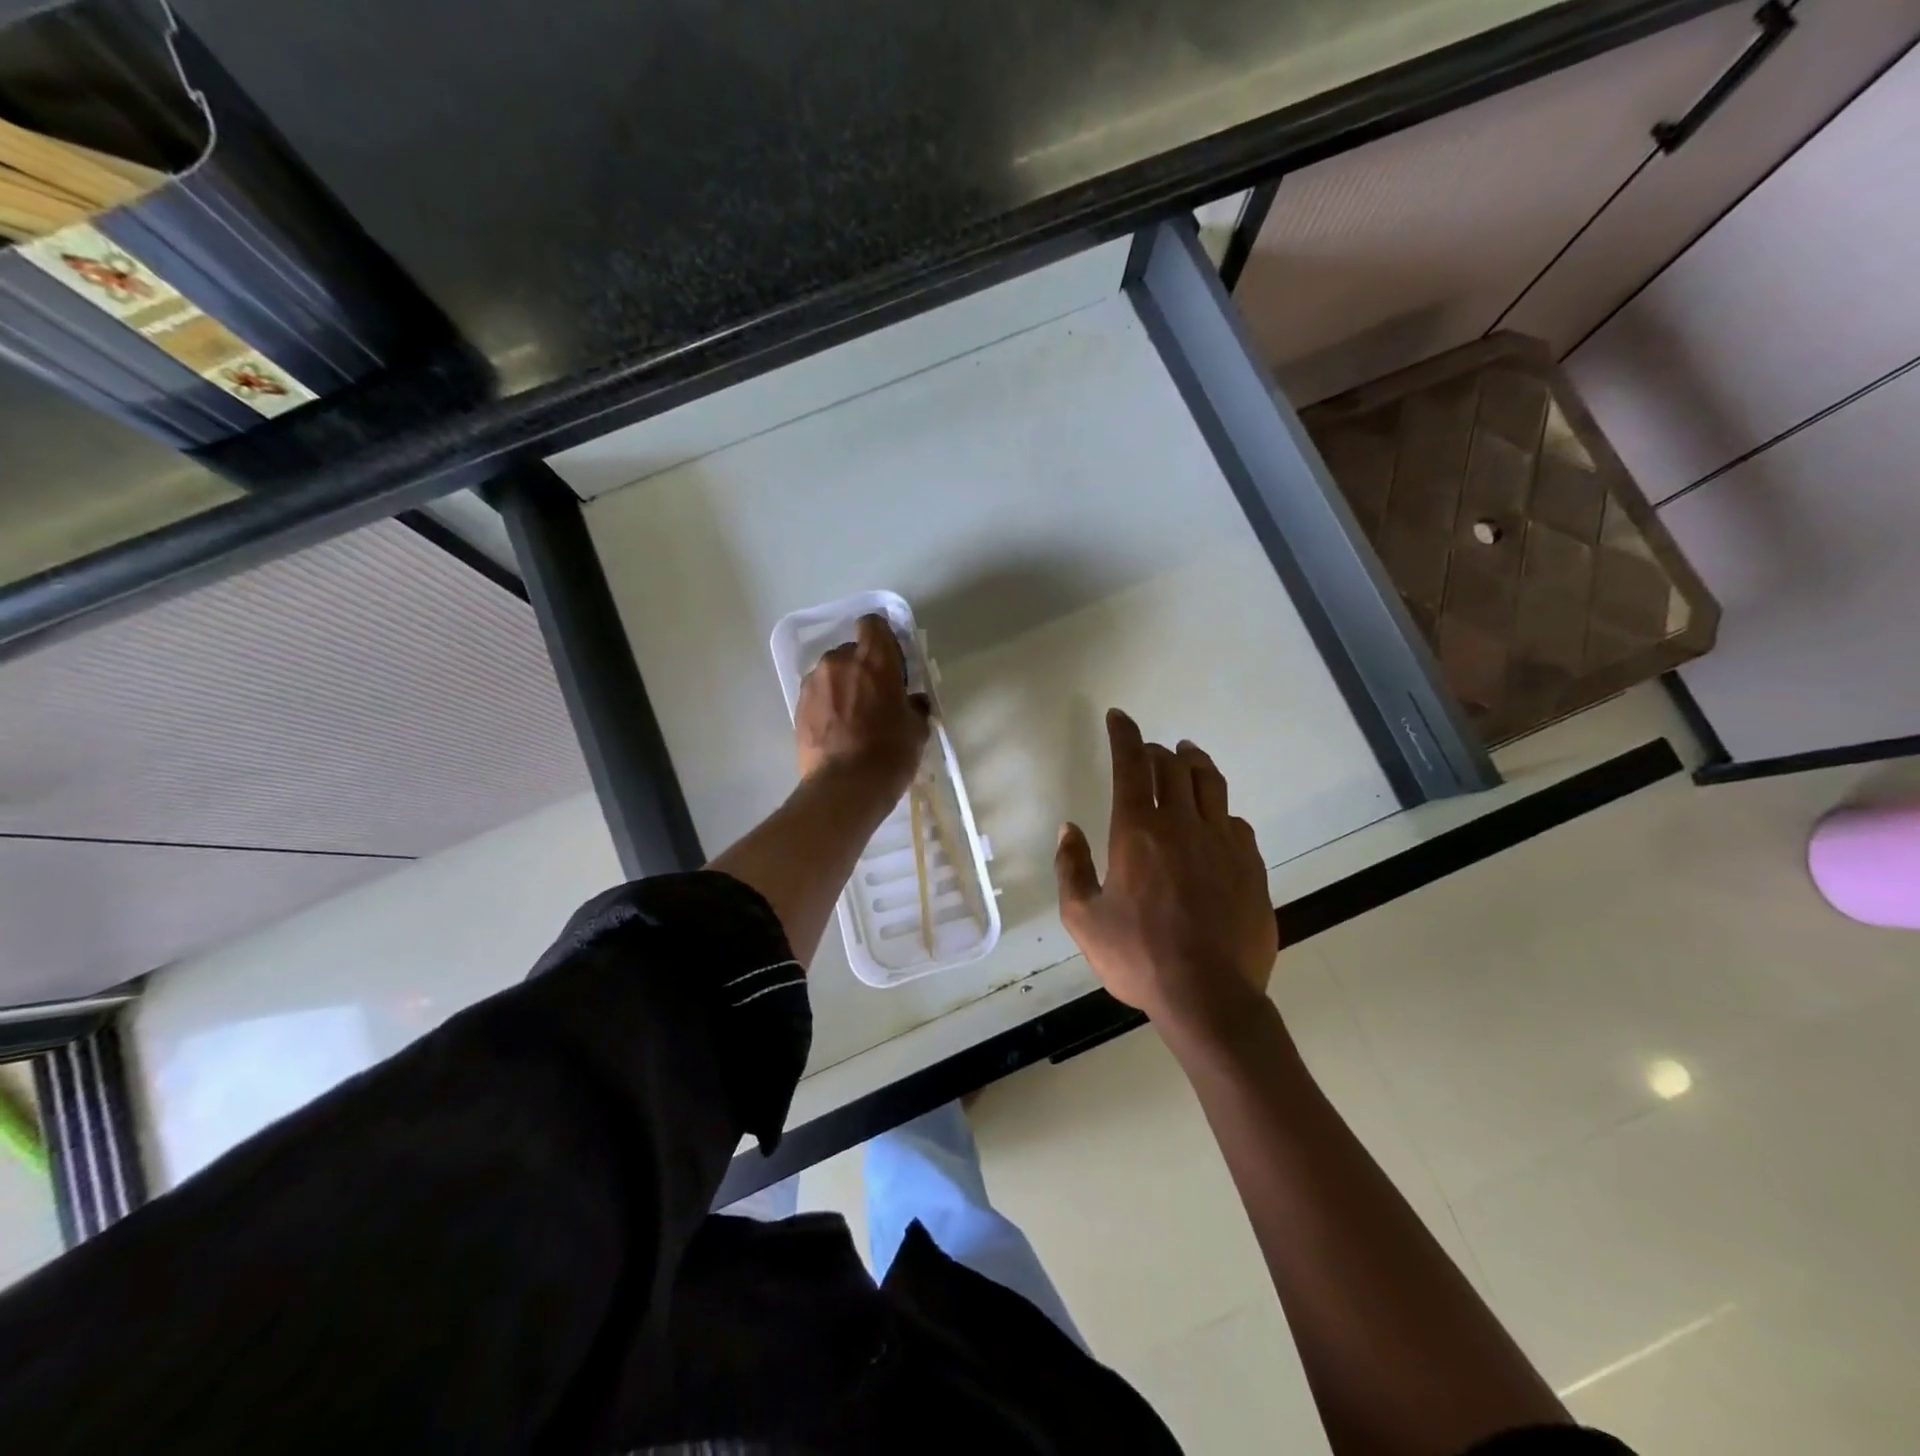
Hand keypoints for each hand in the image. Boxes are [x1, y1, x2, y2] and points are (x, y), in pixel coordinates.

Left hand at [795, 614, 930, 799]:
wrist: (845, 786)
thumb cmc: (889, 753)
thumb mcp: (916, 728)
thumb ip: (914, 705)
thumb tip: (912, 702)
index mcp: (874, 659)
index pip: (873, 624)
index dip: (882, 639)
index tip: (891, 661)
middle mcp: (839, 661)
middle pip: (851, 651)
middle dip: (861, 667)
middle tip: (874, 696)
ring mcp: (814, 682)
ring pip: (831, 673)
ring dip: (842, 685)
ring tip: (852, 716)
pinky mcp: (798, 706)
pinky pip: (817, 694)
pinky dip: (827, 704)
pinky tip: (837, 729)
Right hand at [1055, 709, 1278, 1037]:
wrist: (1210, 997)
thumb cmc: (1138, 958)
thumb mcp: (1083, 919)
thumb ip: (1071, 868)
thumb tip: (1069, 830)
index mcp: (1138, 832)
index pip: (1132, 765)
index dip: (1124, 735)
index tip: (1119, 717)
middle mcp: (1183, 825)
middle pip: (1174, 766)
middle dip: (1157, 750)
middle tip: (1148, 750)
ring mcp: (1223, 842)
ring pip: (1211, 783)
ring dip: (1195, 762)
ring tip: (1187, 755)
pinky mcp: (1251, 865)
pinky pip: (1235, 821)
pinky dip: (1219, 810)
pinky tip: (1216, 820)